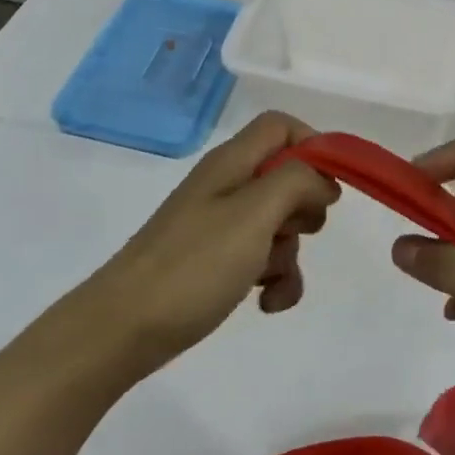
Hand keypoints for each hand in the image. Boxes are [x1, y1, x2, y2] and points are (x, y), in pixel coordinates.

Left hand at [92, 112, 339, 371]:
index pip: (281, 126)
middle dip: (305, 209)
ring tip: (275, 283)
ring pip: (278, 224)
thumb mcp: (254, 214)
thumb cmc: (194, 264)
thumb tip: (322, 181)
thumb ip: (296, 182)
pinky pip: (260, 258)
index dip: (312, 147)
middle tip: (300, 232)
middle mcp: (225, 186)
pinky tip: (266, 304)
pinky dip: (274, 279)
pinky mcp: (214, 261)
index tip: (329, 188)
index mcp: (231, 163)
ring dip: (290, 254)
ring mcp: (218, 225)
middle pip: (285, 177)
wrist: (125, 327)